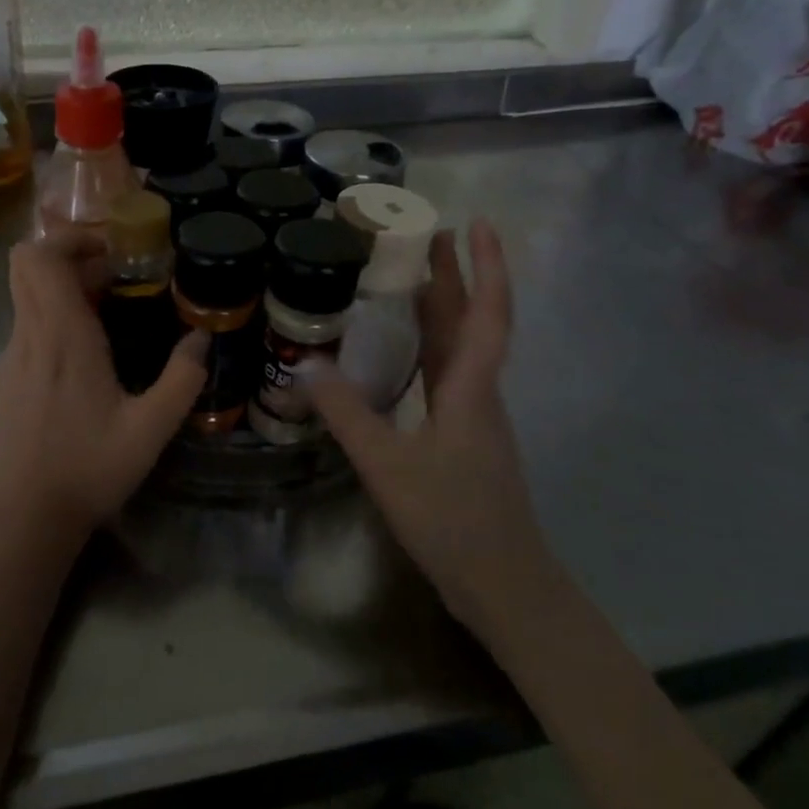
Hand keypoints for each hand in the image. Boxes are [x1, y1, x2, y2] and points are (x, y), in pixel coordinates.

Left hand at [0, 239, 205, 532]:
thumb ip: (183, 378)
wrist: (29, 515)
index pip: (40, 258)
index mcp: (63, 337)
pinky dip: (51, 324)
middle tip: (110, 277)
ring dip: (62, 292)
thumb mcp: (152, 428)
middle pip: (25, 266)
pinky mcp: (3, 382)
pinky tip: (82, 362)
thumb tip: (202, 337)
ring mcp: (9, 360)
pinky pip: (25, 331)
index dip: (69, 239)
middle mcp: (28, 337)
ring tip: (106, 319)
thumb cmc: (91, 467)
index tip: (109, 251)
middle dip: (66, 257)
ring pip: (26, 299)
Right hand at [303, 221, 544, 611]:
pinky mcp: (464, 436)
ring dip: (443, 308)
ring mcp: (474, 415)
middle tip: (426, 234)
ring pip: (461, 347)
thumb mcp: (388, 465)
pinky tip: (403, 353)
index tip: (477, 223)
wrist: (503, 584)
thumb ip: (347, 414)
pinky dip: (429, 347)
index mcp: (470, 388)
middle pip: (471, 320)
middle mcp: (478, 392)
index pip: (486, 313)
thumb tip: (305, 365)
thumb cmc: (452, 519)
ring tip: (410, 279)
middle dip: (455, 274)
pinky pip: (447, 374)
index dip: (485, 265)